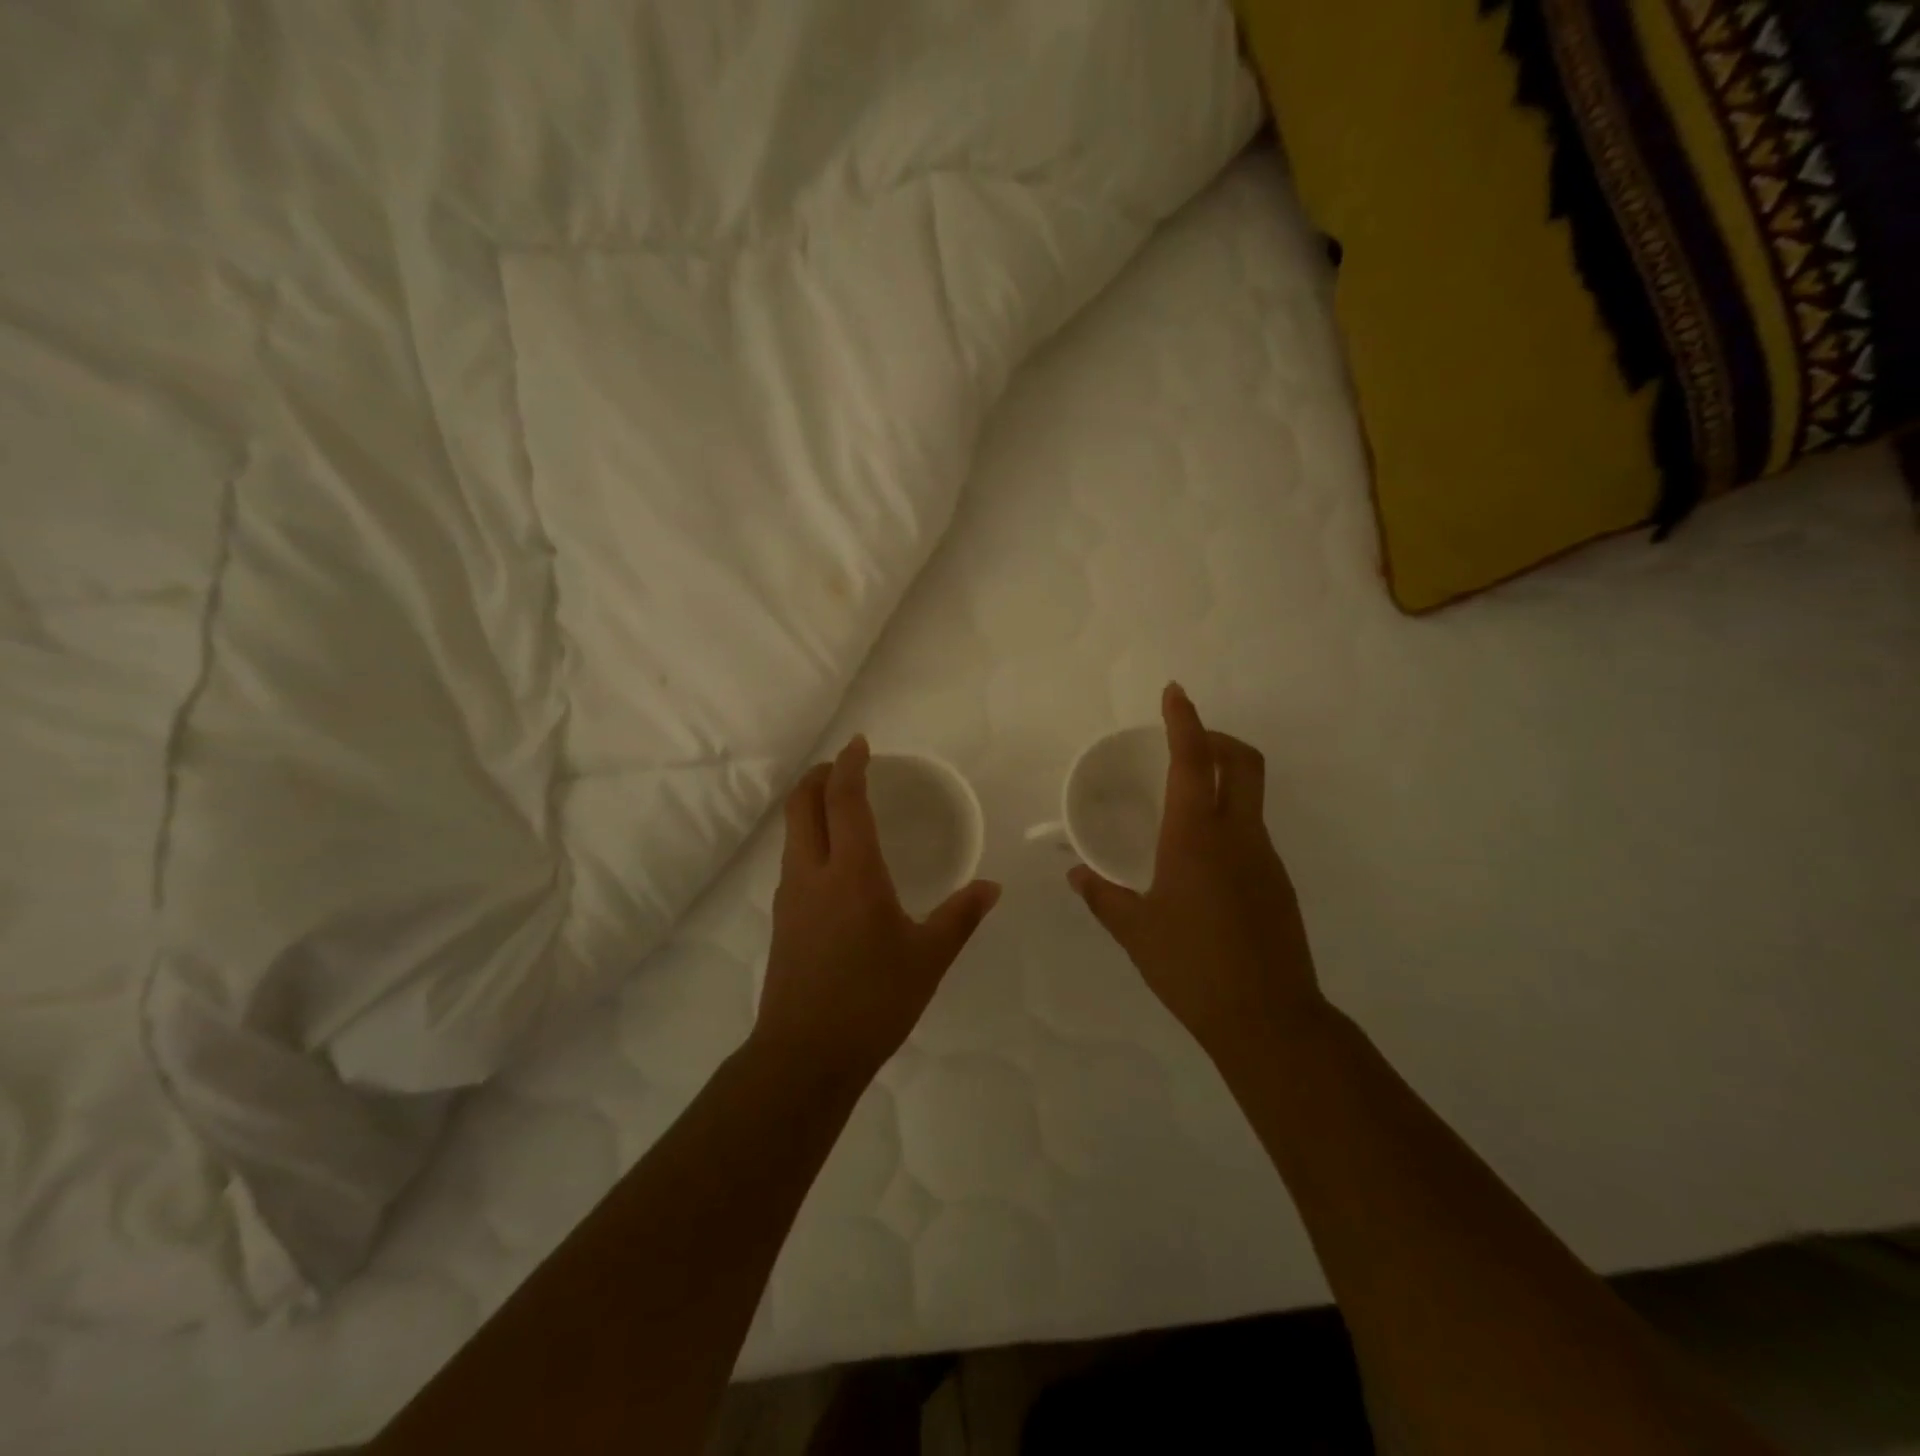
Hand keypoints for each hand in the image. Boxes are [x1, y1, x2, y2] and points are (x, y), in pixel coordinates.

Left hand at [756, 736, 1001, 1077]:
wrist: (805, 1055)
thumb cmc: (873, 1001)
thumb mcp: (927, 959)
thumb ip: (960, 916)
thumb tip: (991, 887)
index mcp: (852, 873)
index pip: (844, 799)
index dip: (850, 765)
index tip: (861, 744)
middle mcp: (813, 873)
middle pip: (801, 804)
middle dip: (820, 775)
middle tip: (846, 766)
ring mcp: (790, 896)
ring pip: (792, 831)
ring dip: (810, 805)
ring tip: (840, 804)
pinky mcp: (782, 919)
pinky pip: (792, 858)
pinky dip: (808, 836)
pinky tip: (833, 860)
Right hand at [1070, 684, 1323, 1053]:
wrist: (1267, 1018)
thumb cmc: (1191, 966)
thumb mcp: (1135, 931)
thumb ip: (1103, 896)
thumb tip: (1076, 876)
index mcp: (1196, 837)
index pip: (1193, 761)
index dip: (1184, 721)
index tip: (1174, 693)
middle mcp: (1237, 835)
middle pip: (1242, 761)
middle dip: (1216, 738)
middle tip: (1185, 742)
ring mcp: (1264, 857)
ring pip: (1250, 796)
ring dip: (1223, 779)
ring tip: (1183, 805)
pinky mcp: (1277, 882)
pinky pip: (1252, 832)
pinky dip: (1228, 820)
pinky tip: (1200, 859)